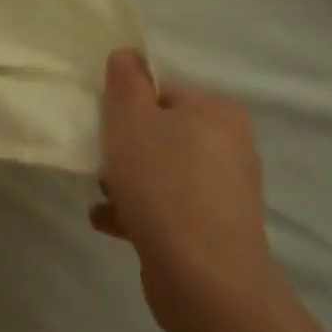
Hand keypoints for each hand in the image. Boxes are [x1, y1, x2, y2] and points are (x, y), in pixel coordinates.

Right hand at [92, 50, 277, 321]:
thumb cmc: (163, 183)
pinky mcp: (215, 231)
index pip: (163, 93)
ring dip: (127, 183)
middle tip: (101, 165)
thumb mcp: (131, 119)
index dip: (127, 108)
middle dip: (125, 150)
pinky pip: (168, 209)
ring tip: (102, 197)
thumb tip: (127, 55)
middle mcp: (231, 147)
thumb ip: (126, 81)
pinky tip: (108, 223)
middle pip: (162, 135)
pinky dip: (139, 212)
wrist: (202, 275)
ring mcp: (226, 192)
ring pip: (163, 174)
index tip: (105, 130)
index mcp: (218, 112)